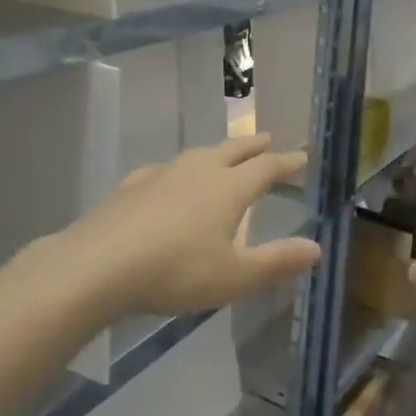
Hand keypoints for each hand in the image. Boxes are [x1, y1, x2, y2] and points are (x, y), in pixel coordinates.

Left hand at [59, 136, 319, 316]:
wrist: (99, 264)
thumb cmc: (175, 271)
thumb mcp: (234, 276)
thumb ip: (276, 262)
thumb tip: (316, 248)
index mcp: (229, 188)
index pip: (266, 168)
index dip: (286, 163)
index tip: (300, 157)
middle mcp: (199, 171)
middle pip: (234, 150)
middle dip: (254, 145)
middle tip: (268, 138)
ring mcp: (163, 173)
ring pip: (200, 154)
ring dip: (219, 152)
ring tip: (225, 155)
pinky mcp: (133, 185)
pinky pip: (167, 169)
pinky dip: (181, 170)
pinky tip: (170, 179)